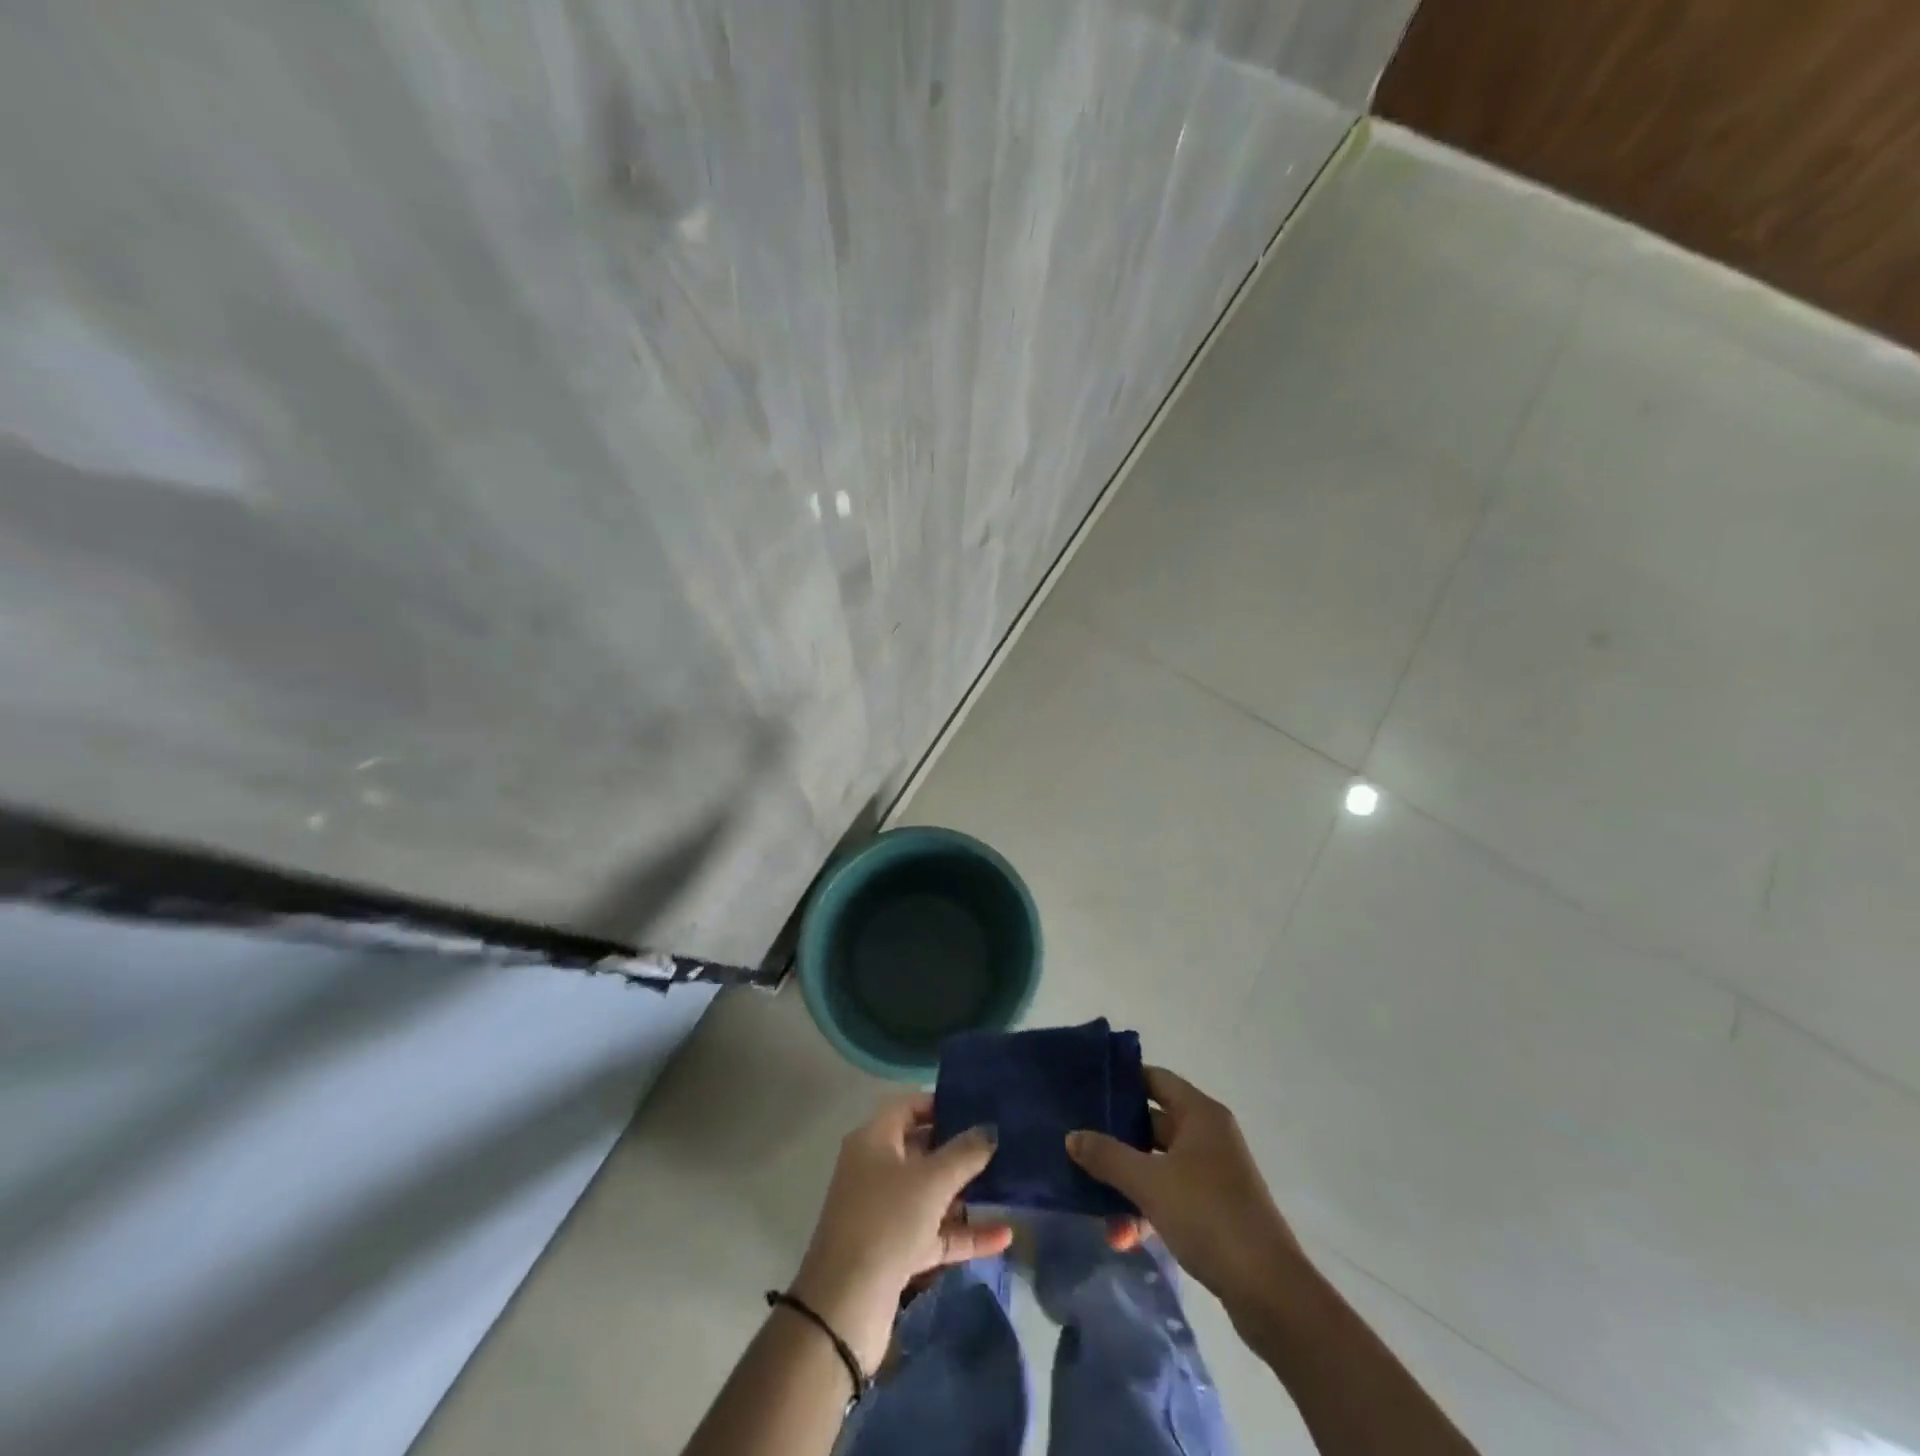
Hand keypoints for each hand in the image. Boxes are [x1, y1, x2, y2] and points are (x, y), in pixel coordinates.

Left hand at [789, 1095, 1010, 1373]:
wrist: (846, 1308)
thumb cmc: (886, 1222)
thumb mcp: (931, 1181)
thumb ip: (965, 1152)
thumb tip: (991, 1129)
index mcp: (873, 1140)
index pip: (908, 1106)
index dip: (940, 1103)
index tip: (977, 1106)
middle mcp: (876, 1170)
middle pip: (921, 1148)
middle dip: (959, 1147)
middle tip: (1001, 1141)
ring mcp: (886, 1212)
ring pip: (931, 1193)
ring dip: (966, 1192)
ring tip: (1008, 1182)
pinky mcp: (897, 1252)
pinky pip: (936, 1233)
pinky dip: (965, 1233)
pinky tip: (1004, 1235)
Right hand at [1066, 1066, 1302, 1311]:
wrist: (1269, 1291)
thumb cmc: (1208, 1216)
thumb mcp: (1149, 1183)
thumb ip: (1107, 1156)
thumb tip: (1072, 1136)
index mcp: (1200, 1115)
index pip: (1154, 1079)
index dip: (1122, 1081)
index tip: (1086, 1090)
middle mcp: (1208, 1136)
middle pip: (1152, 1123)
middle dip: (1116, 1140)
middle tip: (1078, 1144)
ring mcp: (1213, 1174)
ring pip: (1158, 1164)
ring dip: (1128, 1184)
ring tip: (1095, 1206)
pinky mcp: (1215, 1210)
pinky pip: (1171, 1195)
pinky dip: (1147, 1209)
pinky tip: (1124, 1237)